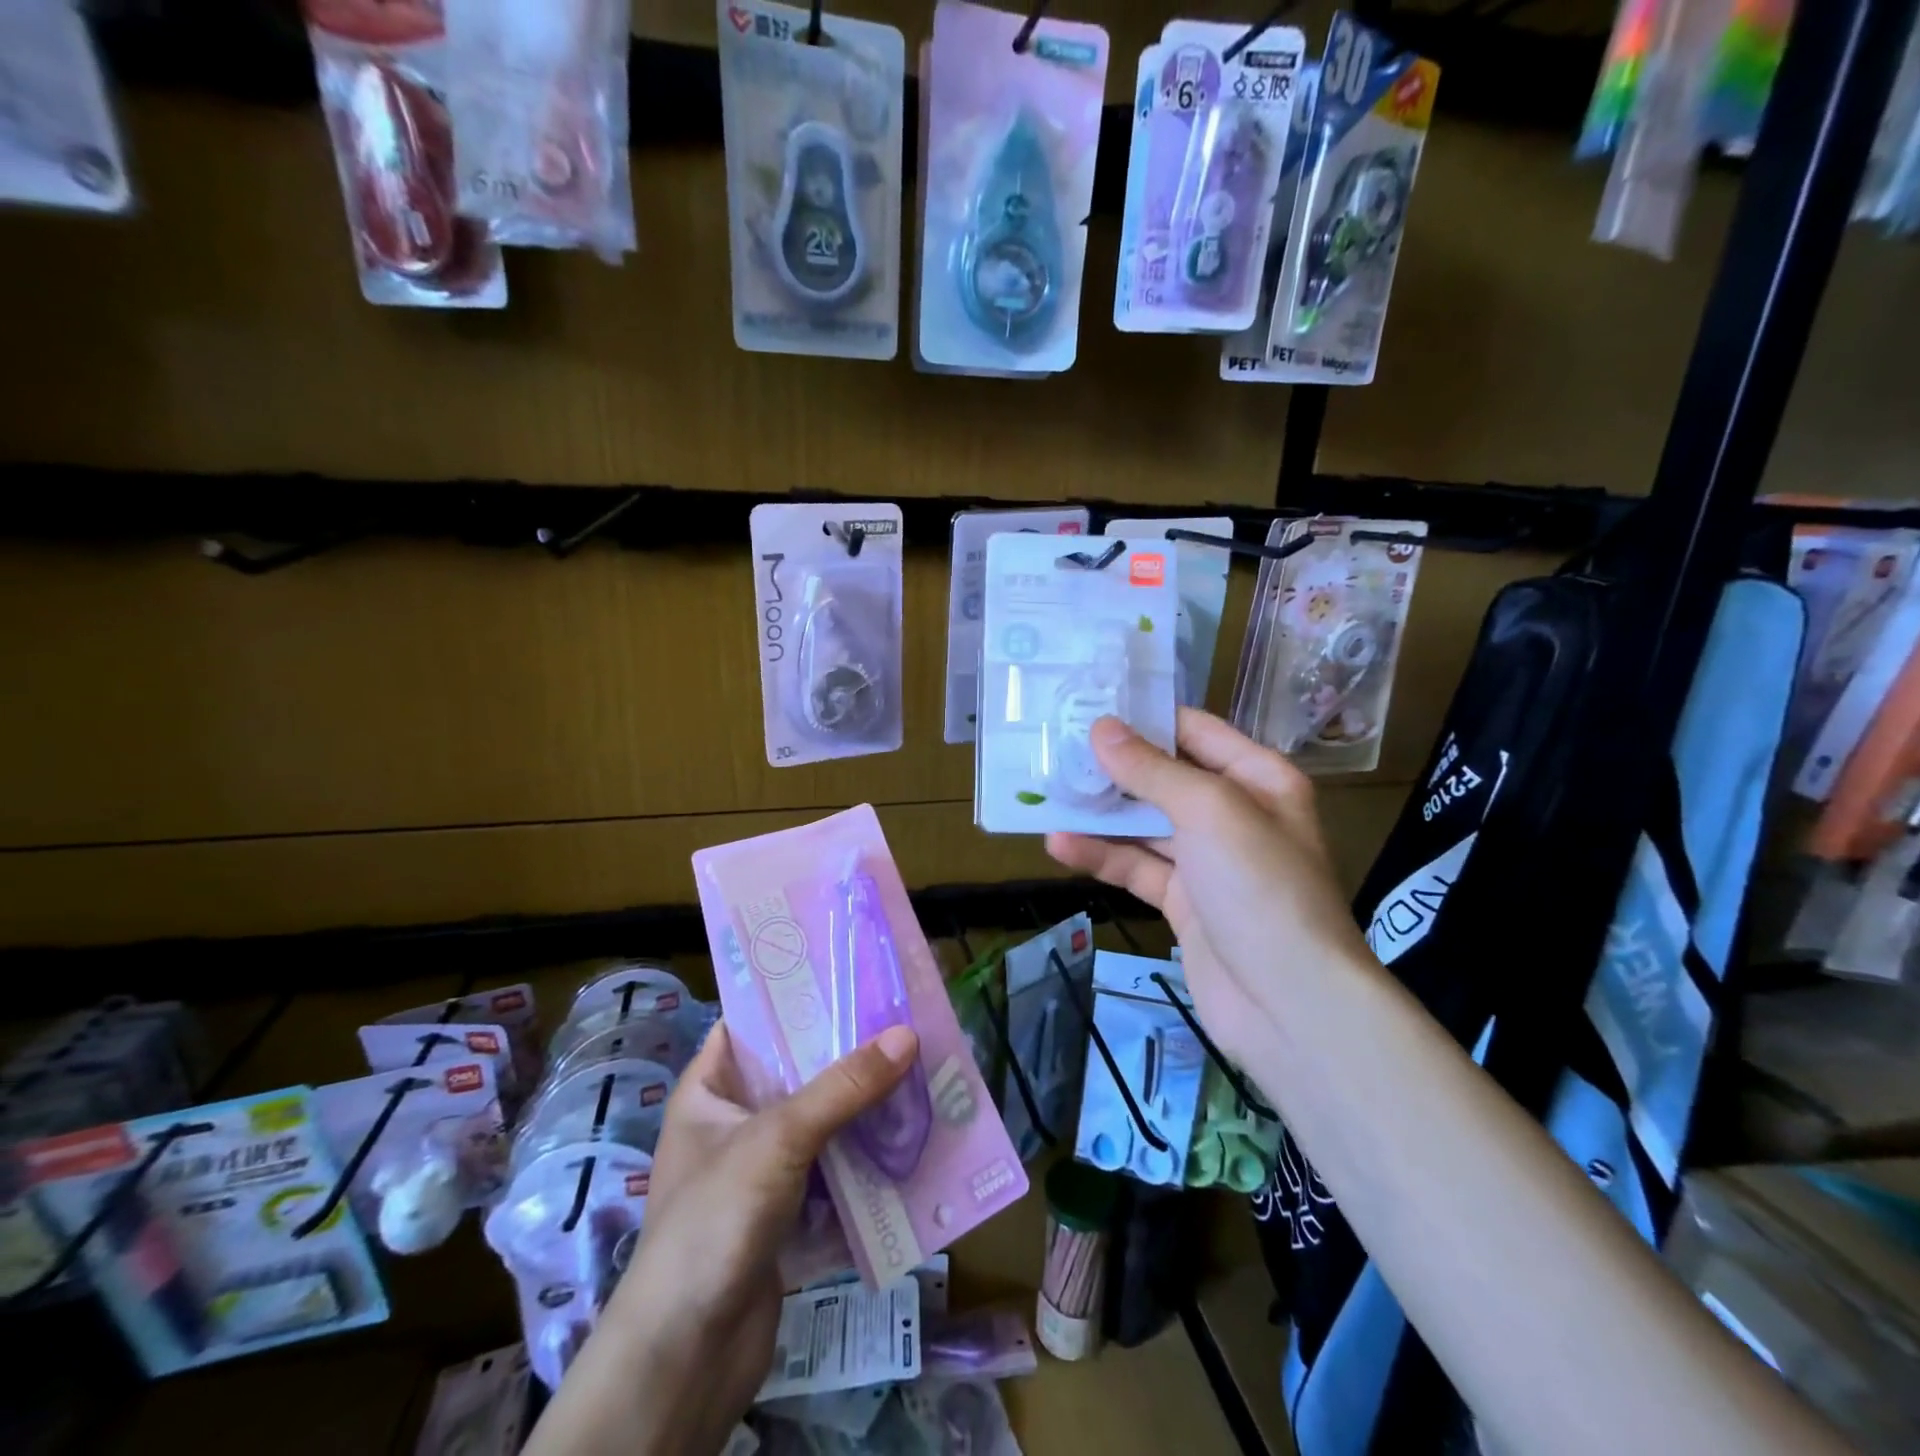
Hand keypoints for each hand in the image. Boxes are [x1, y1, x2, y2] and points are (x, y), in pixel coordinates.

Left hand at [522, 1020, 918, 1455]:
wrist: (688, 1355)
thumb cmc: (716, 1220)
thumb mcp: (779, 1137)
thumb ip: (844, 1086)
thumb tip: (908, 1034)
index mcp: (709, 1089)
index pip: (751, 1023)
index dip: (795, 997)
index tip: (851, 975)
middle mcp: (732, 1121)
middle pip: (795, 1070)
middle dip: (845, 1052)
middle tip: (900, 1019)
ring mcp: (759, 1168)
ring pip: (819, 1118)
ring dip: (861, 1103)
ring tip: (916, 1066)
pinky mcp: (785, 1209)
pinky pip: (831, 1164)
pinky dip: (862, 1151)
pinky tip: (906, 1131)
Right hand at [1045, 708, 1375, 1070]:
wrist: (1289, 1004)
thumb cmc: (1260, 887)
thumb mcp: (1209, 812)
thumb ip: (1152, 770)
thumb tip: (1101, 728)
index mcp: (1257, 779)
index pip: (1194, 731)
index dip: (1143, 718)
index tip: (1086, 705)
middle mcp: (1235, 814)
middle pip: (1164, 778)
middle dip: (1113, 767)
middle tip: (1054, 750)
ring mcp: (1208, 862)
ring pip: (1145, 825)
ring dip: (1099, 814)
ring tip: (1046, 794)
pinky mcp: (1184, 902)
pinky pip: (1137, 868)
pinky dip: (1102, 857)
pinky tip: (1059, 845)